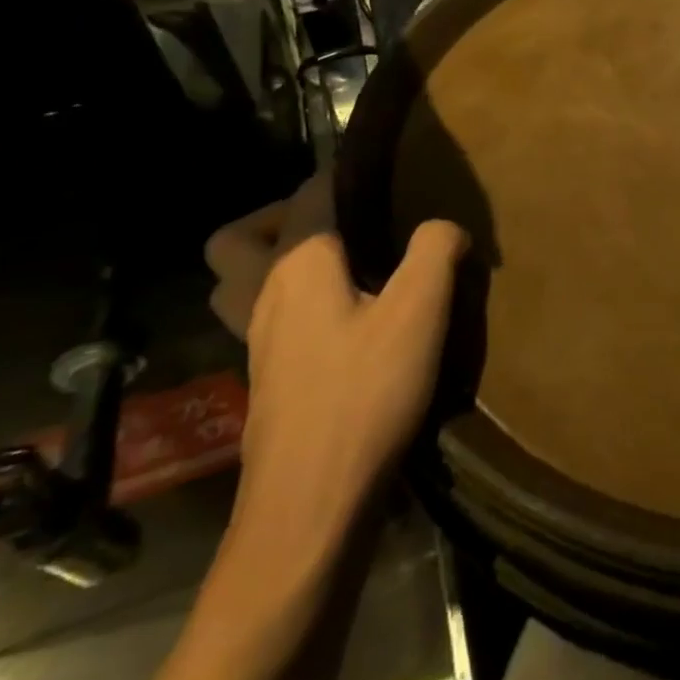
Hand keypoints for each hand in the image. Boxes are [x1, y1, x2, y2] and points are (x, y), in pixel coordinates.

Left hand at [204, 178, 466, 548]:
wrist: (311, 505)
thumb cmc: (364, 395)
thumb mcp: (420, 311)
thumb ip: (435, 250)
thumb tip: (443, 226)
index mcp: (297, 265)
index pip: (307, 194)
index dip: (342, 175)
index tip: (382, 174)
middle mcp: (263, 295)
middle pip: (236, 240)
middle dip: (277, 217)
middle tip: (337, 224)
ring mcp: (255, 343)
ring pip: (236, 284)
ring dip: (268, 263)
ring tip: (334, 267)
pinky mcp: (264, 381)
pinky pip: (258, 321)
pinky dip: (284, 305)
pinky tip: (338, 322)